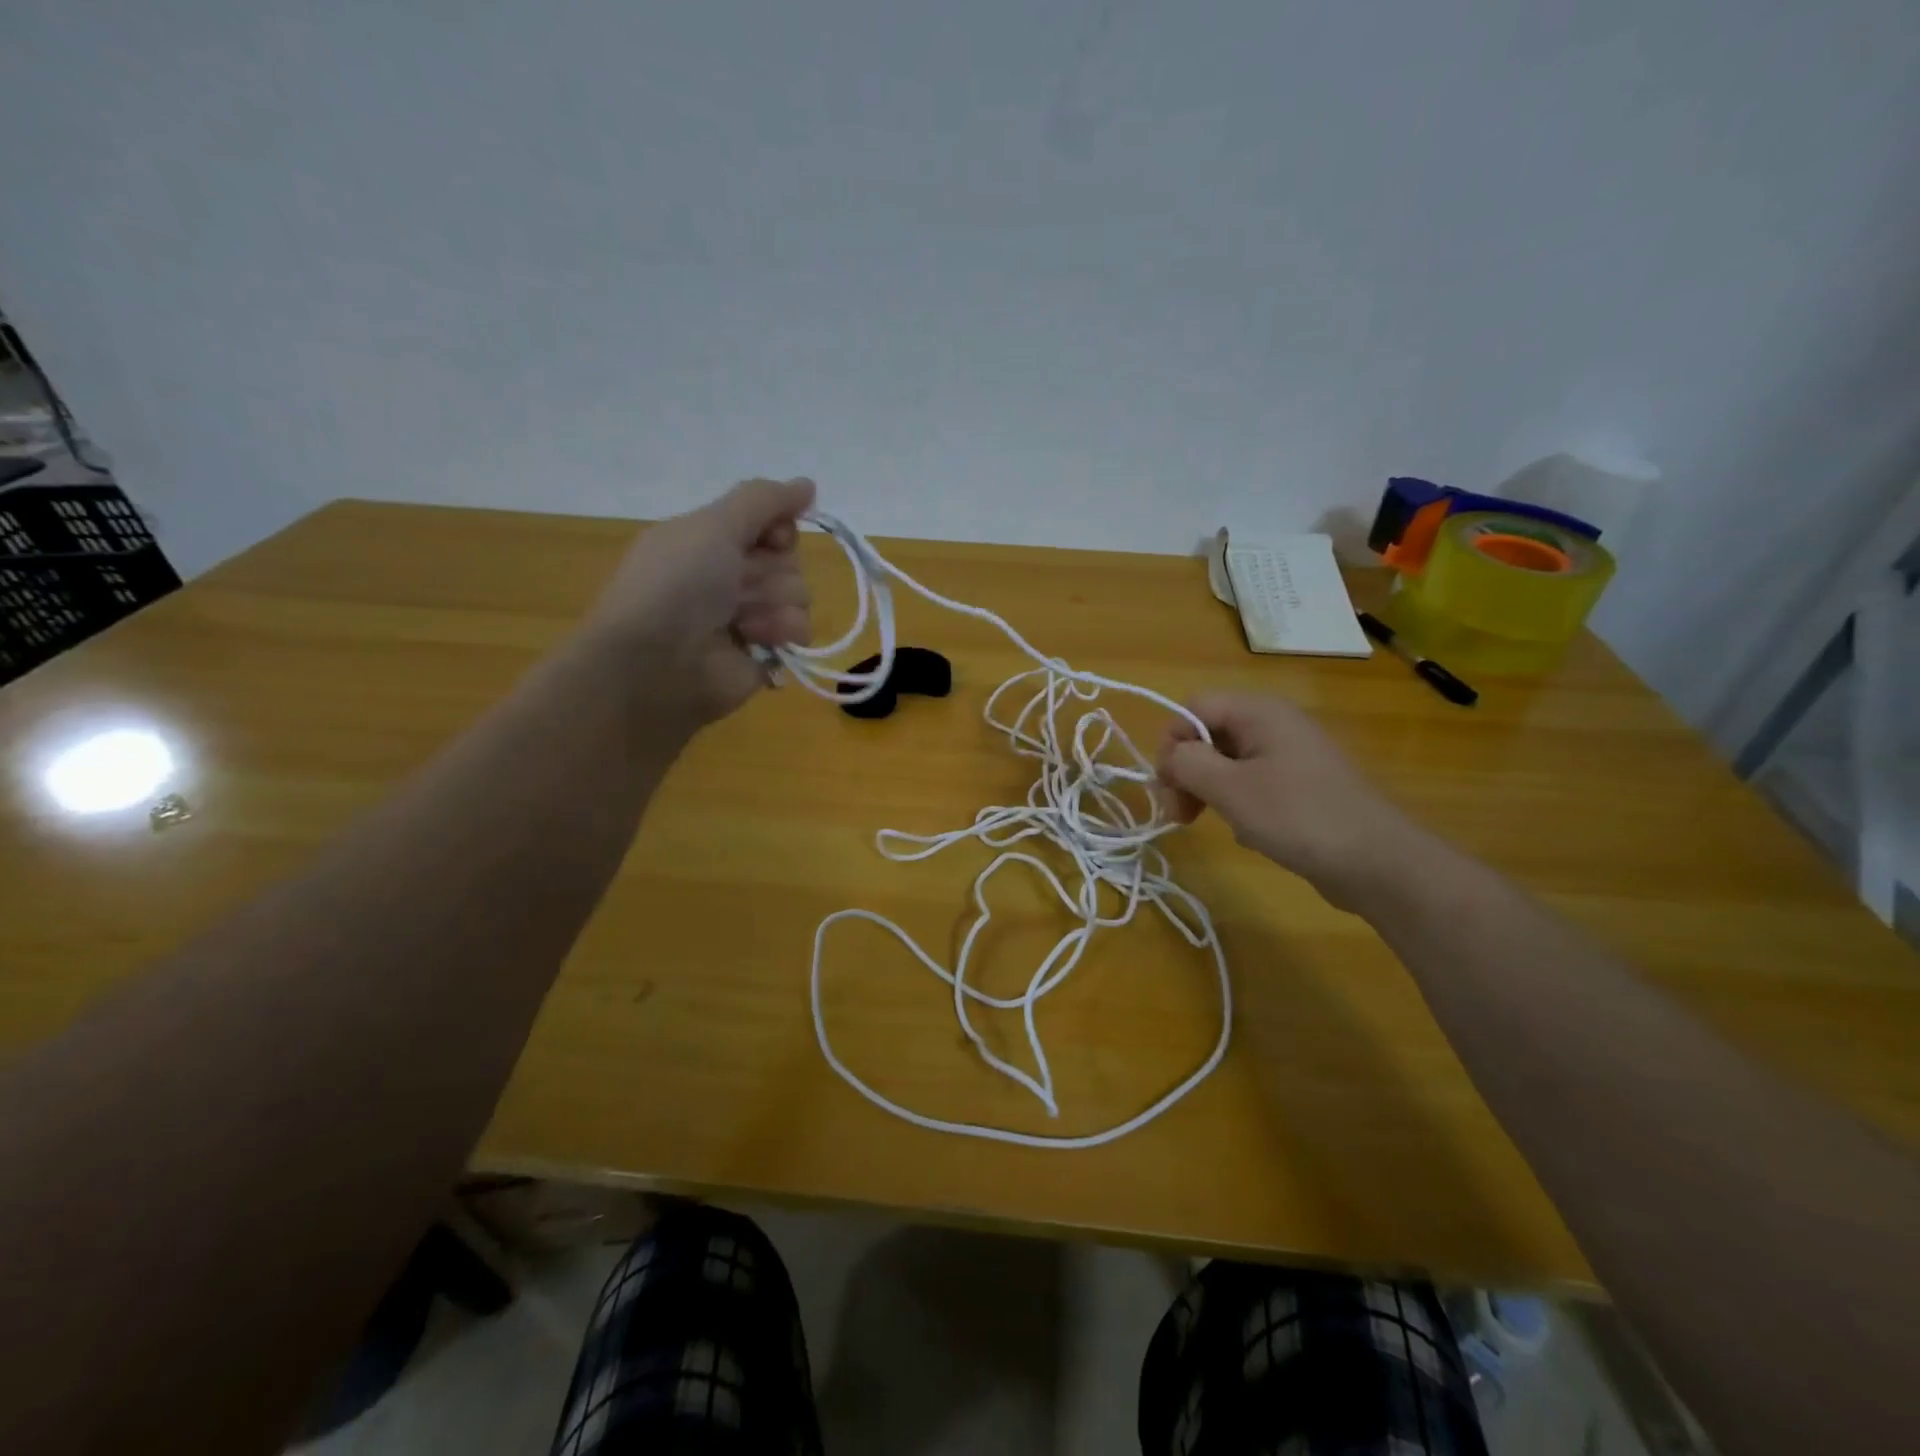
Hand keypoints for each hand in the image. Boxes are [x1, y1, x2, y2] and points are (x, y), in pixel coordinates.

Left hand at [581, 477, 815, 726]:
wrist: (655, 664)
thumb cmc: (677, 586)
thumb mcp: (713, 525)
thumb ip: (763, 500)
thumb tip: (808, 484)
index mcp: (711, 541)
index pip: (771, 523)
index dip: (779, 529)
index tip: (771, 538)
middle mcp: (731, 576)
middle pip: (789, 560)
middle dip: (772, 572)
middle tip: (739, 587)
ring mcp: (749, 618)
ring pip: (800, 596)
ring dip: (777, 605)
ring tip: (745, 622)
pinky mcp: (765, 656)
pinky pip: (800, 635)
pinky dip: (785, 635)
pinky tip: (759, 643)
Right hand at [1156, 691, 1425, 908]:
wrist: (1377, 862)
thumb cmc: (1297, 816)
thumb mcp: (1229, 789)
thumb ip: (1187, 764)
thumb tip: (1170, 758)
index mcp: (1259, 711)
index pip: (1193, 708)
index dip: (1172, 743)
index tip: (1167, 787)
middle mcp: (1275, 724)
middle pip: (1208, 734)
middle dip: (1187, 772)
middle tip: (1179, 815)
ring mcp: (1291, 755)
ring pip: (1227, 762)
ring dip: (1208, 791)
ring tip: (1208, 824)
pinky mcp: (1301, 785)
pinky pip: (1252, 783)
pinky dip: (1238, 804)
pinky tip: (1247, 832)